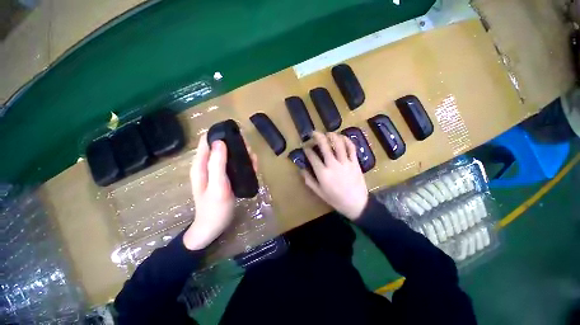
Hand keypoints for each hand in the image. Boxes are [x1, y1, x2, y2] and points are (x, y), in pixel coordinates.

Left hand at [183, 134, 256, 249]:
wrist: (214, 227)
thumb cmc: (214, 208)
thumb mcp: (217, 185)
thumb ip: (217, 164)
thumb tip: (220, 142)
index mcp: (201, 165)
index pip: (207, 141)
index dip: (219, 134)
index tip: (235, 133)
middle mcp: (208, 165)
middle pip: (220, 147)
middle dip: (234, 144)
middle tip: (248, 148)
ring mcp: (217, 172)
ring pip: (229, 155)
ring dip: (241, 154)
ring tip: (253, 158)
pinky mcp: (225, 177)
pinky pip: (233, 165)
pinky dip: (243, 163)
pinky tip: (252, 166)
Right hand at [302, 131, 368, 219]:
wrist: (356, 204)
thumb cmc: (336, 199)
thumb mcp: (319, 192)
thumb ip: (309, 180)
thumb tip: (301, 169)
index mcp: (323, 173)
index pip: (312, 157)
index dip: (307, 150)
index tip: (305, 147)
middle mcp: (333, 165)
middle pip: (325, 146)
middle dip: (318, 137)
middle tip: (314, 133)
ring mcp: (345, 162)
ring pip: (339, 144)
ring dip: (332, 135)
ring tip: (328, 133)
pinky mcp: (355, 162)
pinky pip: (351, 148)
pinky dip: (347, 140)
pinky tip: (342, 137)